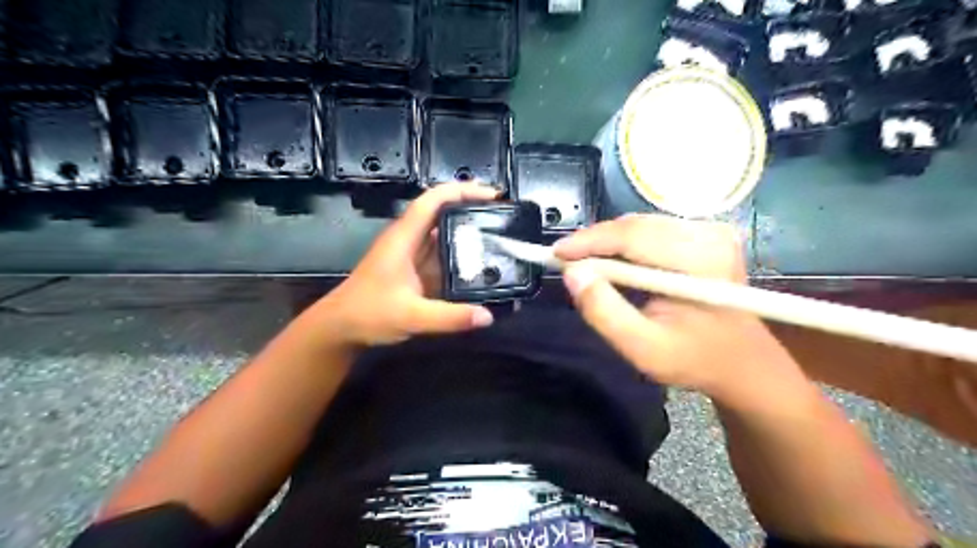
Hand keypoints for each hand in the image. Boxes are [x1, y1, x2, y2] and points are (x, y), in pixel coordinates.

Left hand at [305, 184, 495, 345]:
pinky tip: (480, 264)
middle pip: (442, 212)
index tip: (492, 194)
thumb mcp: (411, 316)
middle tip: (504, 216)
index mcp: (404, 238)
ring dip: (468, 232)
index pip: (433, 200)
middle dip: (472, 209)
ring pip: (443, 233)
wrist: (340, 329)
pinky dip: (462, 255)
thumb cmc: (368, 314)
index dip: (462, 190)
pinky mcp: (415, 270)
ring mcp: (411, 255)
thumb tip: (488, 316)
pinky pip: (442, 255)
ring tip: (500, 236)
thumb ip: (450, 317)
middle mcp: (409, 240)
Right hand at [553, 214, 804, 402]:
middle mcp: (710, 235)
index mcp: (701, 262)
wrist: (741, 360)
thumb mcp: (643, 349)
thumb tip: (573, 274)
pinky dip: (626, 243)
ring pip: (641, 224)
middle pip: (636, 225)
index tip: (556, 253)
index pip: (633, 236)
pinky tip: (613, 261)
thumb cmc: (693, 359)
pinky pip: (652, 229)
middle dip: (595, 241)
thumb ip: (605, 312)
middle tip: (566, 261)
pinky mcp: (706, 233)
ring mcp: (711, 230)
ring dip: (608, 242)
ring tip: (584, 262)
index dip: (589, 241)